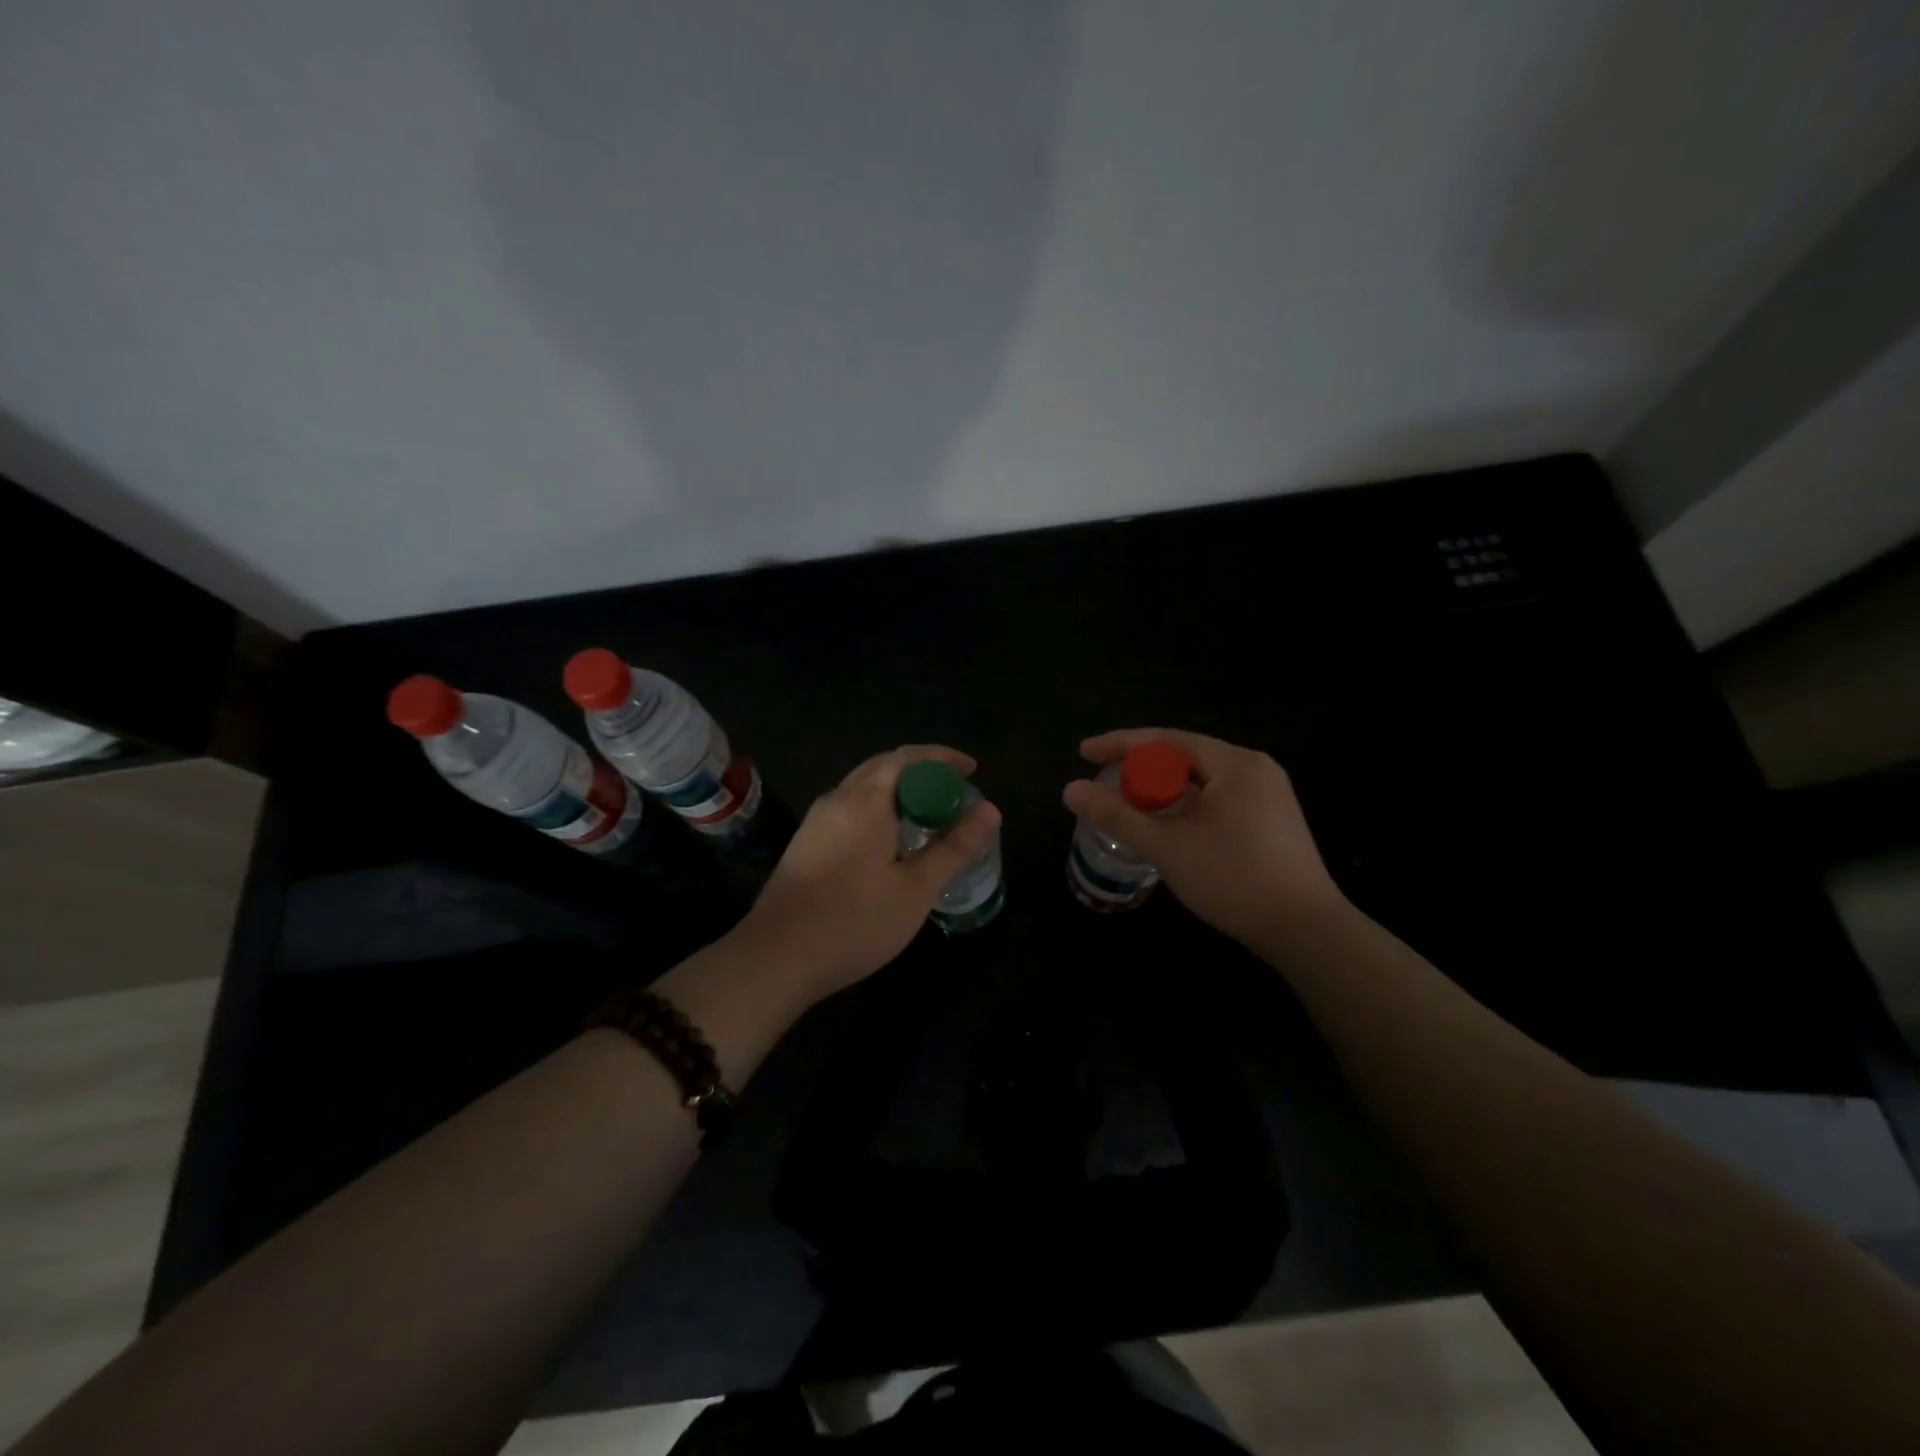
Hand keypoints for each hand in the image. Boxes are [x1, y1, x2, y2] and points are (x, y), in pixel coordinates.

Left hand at [737, 744, 1000, 998]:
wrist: (774, 959)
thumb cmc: (853, 923)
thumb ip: (954, 847)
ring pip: (865, 786)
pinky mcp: (807, 841)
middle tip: (955, 791)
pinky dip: (880, 806)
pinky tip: (892, 838)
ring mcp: (818, 820)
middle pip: (885, 765)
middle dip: (923, 770)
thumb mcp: (915, 890)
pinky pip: (851, 806)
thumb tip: (990, 810)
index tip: (972, 769)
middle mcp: (838, 799)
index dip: (943, 758)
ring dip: (900, 788)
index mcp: (866, 801)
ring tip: (930, 812)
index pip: (909, 757)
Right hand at [1062, 728, 1345, 947]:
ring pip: (1201, 781)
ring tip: (1130, 807)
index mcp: (1235, 764)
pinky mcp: (1272, 820)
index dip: (1120, 744)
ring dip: (1162, 791)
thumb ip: (1116, 815)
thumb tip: (1070, 790)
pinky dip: (1186, 806)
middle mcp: (1255, 769)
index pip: (1167, 740)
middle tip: (1106, 785)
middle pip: (1184, 757)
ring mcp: (1268, 795)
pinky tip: (1168, 827)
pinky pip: (1217, 799)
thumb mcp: (1166, 846)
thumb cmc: (1233, 879)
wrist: (1305, 931)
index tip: (1083, 753)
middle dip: (1141, 769)